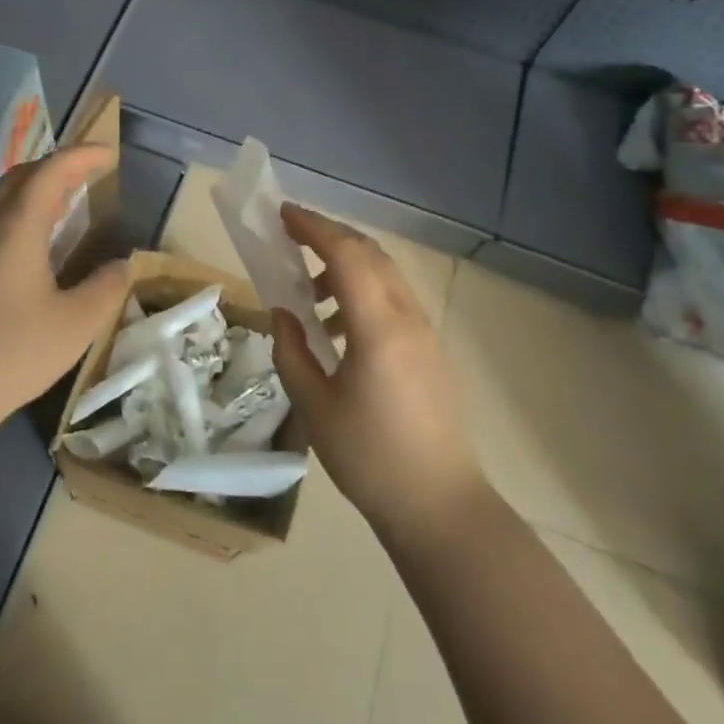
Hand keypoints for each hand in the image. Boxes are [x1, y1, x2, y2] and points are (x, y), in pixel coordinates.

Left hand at [0, 144, 128, 438]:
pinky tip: (32, 240)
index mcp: (18, 225)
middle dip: (57, 165)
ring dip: (35, 186)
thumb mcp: (77, 323)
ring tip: (64, 197)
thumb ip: (106, 288)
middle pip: (22, 175)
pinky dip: (19, 210)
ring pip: (2, 196)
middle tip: (89, 171)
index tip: (109, 152)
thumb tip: (121, 265)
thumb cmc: (13, 350)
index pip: (52, 170)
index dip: (82, 156)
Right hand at [270, 203, 487, 541]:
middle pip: (370, 254)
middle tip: (291, 235)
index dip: (313, 228)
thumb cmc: (370, 459)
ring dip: (347, 265)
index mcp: (378, 328)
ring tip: (310, 291)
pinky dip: (364, 290)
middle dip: (329, 235)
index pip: (346, 255)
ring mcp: (426, 332)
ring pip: (385, 274)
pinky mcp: (432, 350)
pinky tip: (340, 327)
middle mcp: (408, 318)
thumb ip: (292, 351)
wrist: (441, 508)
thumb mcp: (314, 408)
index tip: (282, 215)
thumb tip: (283, 314)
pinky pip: (395, 299)